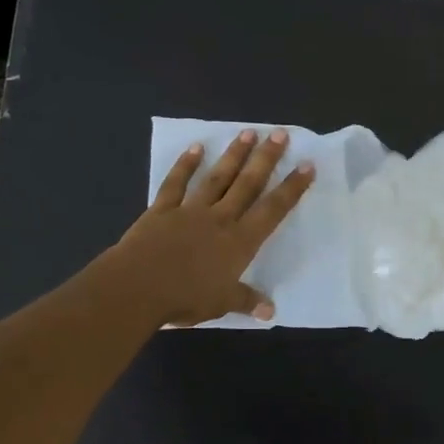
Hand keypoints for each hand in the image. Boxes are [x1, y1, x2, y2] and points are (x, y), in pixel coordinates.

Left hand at [110, 129, 314, 325]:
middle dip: (266, 158)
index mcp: (240, 241)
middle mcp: (220, 219)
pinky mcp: (161, 210)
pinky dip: (186, 165)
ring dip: (234, 155)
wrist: (137, 287)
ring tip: (248, 132)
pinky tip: (196, 148)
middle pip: (248, 184)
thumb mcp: (222, 304)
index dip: (292, 188)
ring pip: (217, 177)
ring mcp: (190, 210)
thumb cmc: (185, 298)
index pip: (273, 210)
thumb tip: (270, 311)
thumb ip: (246, 300)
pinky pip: (176, 183)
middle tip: (280, 133)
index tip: (306, 165)